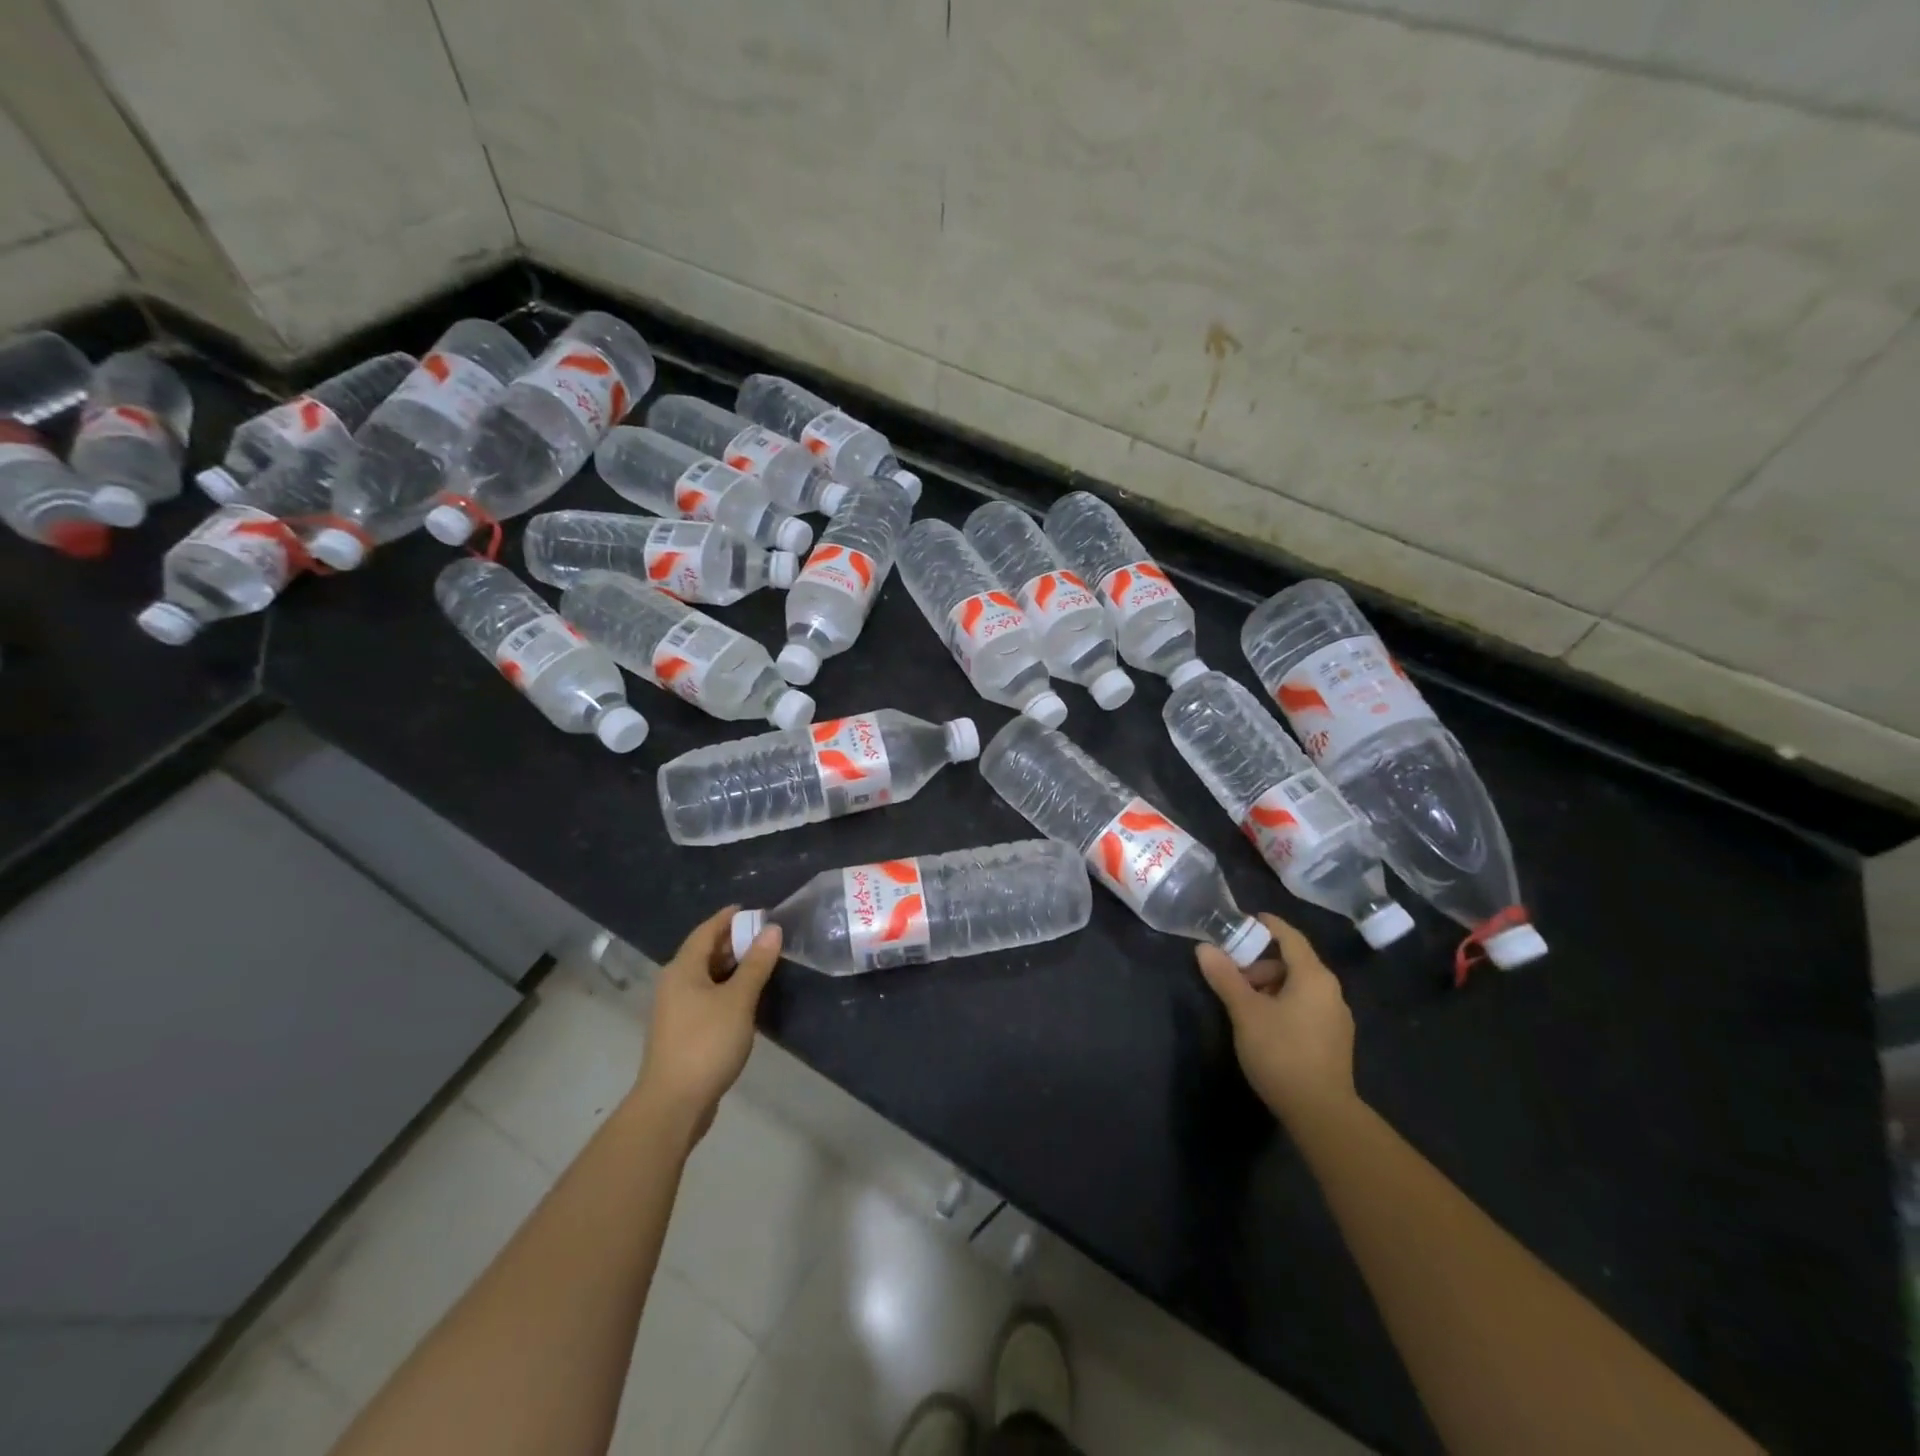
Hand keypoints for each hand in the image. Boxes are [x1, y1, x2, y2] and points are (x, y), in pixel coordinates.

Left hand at [633, 905, 781, 1139]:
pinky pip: (706, 996)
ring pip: (706, 976)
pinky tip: (747, 996)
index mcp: (682, 969)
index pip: (706, 930)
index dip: (729, 917)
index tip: (756, 910)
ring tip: (763, 961)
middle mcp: (674, 983)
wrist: (673, 1104)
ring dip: (732, 966)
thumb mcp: (738, 1000)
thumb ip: (756, 964)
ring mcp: (676, 1009)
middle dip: (734, 940)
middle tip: (767, 935)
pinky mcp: (683, 1031)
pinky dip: (727, 987)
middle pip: (705, 952)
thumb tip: (772, 929)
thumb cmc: (706, 1043)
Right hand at [1195, 913, 1354, 1124]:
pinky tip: (1264, 1026)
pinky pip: (1306, 1007)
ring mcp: (1336, 1018)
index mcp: (1314, 977)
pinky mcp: (1334, 1042)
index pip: (1291, 937)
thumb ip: (1225, 977)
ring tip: (1244, 1006)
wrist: (1322, 1113)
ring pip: (1299, 987)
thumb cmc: (1281, 1052)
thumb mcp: (1245, 1011)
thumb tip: (1204, 948)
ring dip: (1270, 987)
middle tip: (1232, 977)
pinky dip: (1283, 1004)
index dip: (1269, 925)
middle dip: (1260, 965)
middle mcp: (1331, 992)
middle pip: (1293, 963)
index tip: (1247, 919)